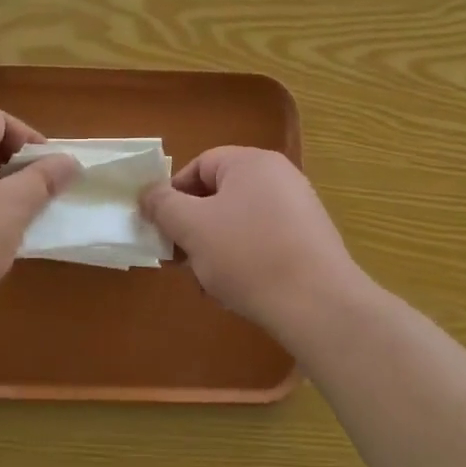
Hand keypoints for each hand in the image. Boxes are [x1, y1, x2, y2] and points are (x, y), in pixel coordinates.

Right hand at [140, 147, 363, 330]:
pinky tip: (237, 293)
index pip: (199, 166)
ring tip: (209, 284)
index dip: (174, 195)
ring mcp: (299, 209)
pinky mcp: (309, 241)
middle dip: (194, 229)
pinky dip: (244, 262)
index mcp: (251, 162)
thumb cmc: (247, 255)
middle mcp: (279, 177)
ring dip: (215, 251)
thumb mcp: (192, 227)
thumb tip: (148, 194)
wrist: (317, 304)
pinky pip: (263, 242)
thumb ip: (163, 205)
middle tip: (181, 261)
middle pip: (219, 196)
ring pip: (238, 224)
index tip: (162, 229)